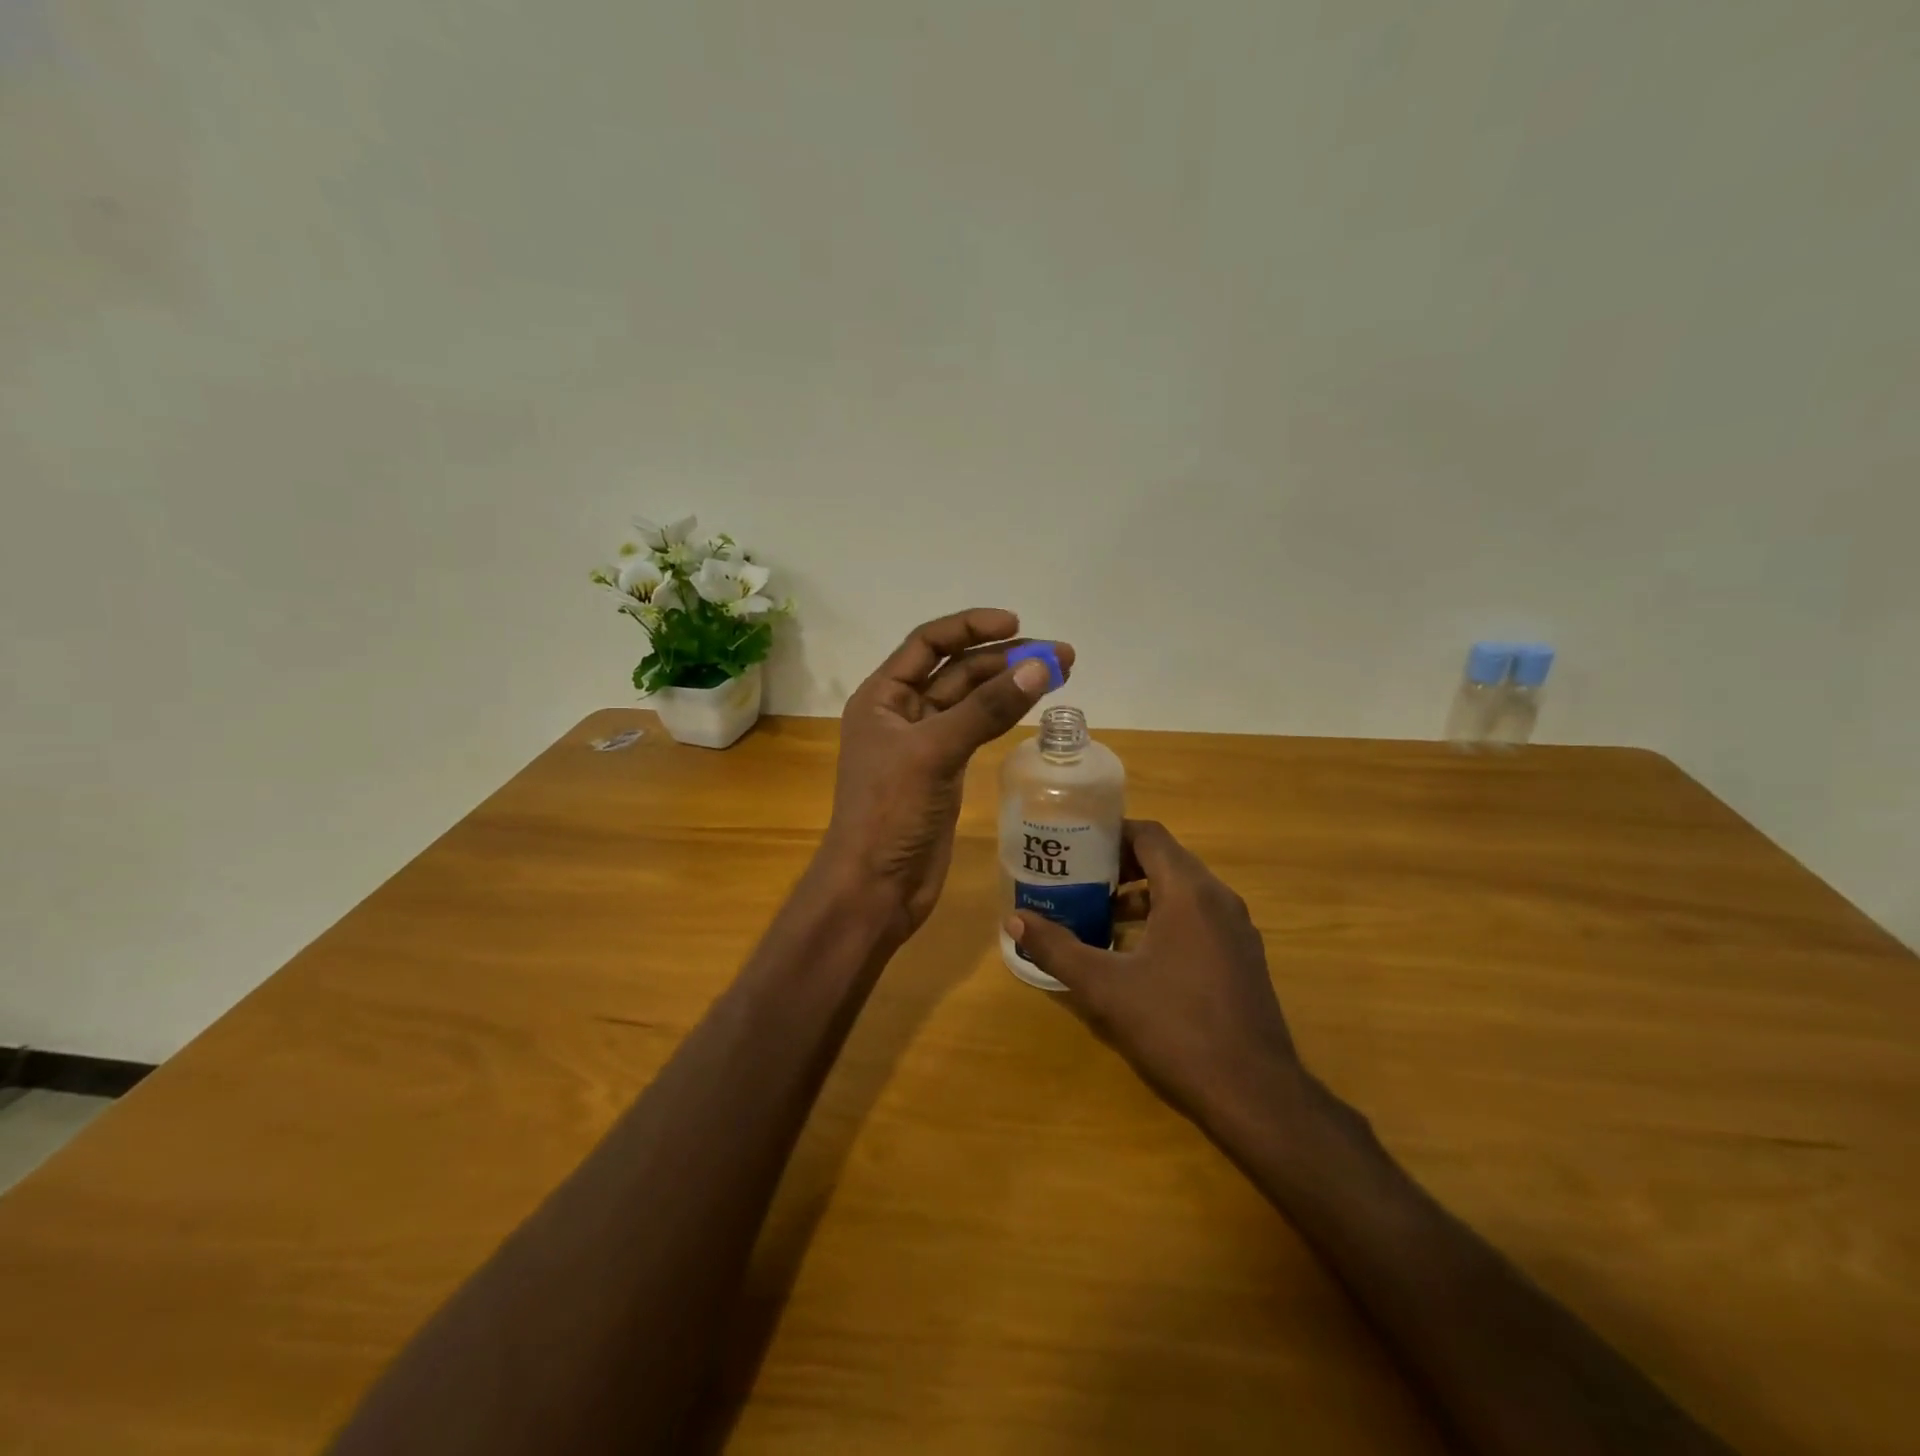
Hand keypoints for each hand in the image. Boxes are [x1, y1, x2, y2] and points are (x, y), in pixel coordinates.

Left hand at [822, 609, 1071, 940]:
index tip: (1017, 625)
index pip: (928, 643)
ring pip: (971, 701)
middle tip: (1061, 655)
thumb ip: (986, 709)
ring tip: (1062, 672)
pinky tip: (1032, 705)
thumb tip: (1039, 667)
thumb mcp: (934, 753)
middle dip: (1005, 658)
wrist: (875, 887)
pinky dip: (1004, 716)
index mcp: (882, 697)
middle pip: (957, 670)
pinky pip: (977, 731)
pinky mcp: (944, 772)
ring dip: (1011, 685)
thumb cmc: (890, 813)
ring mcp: (925, 744)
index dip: (970, 627)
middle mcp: (901, 713)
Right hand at [1008, 819, 1305, 1127]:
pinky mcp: (1243, 958)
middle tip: (1079, 880)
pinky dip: (1165, 918)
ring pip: (1183, 892)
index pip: (1149, 835)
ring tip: (1100, 915)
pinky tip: (1136, 954)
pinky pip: (1199, 918)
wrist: (1254, 1094)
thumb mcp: (1104, 988)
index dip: (1111, 833)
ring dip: (1142, 895)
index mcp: (1190, 892)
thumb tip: (1015, 920)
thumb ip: (1057, 948)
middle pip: (1165, 860)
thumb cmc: (1175, 1028)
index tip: (1075, 846)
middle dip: (1120, 866)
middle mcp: (1219, 899)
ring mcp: (1237, 929)